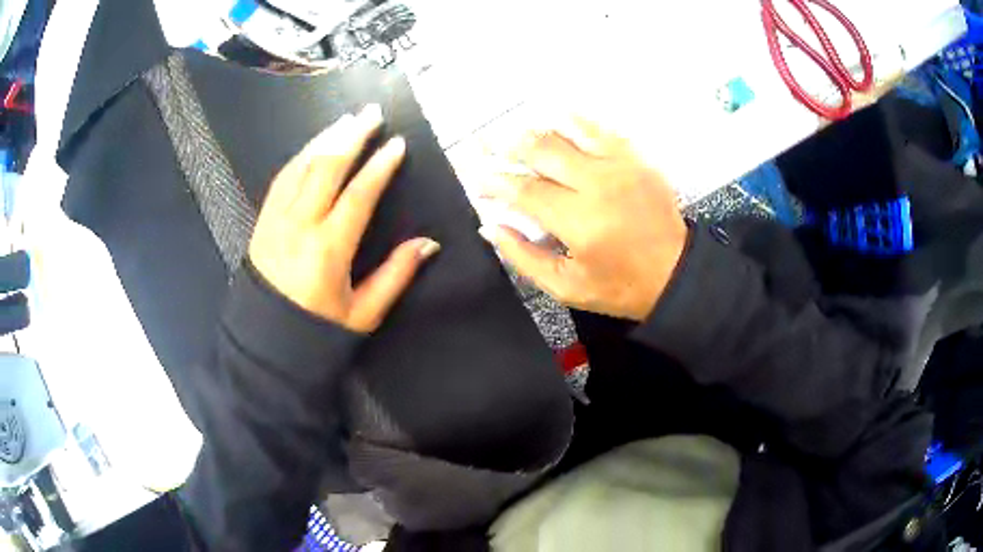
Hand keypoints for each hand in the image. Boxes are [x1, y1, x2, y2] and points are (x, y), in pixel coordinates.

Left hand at [249, 104, 439, 332]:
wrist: (265, 343)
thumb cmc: (316, 330)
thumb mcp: (364, 313)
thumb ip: (396, 275)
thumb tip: (428, 243)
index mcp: (328, 250)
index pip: (358, 196)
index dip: (380, 167)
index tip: (397, 144)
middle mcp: (299, 226)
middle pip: (326, 168)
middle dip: (351, 136)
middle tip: (372, 113)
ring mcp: (276, 220)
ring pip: (301, 167)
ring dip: (325, 139)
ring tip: (347, 119)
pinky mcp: (262, 220)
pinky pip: (282, 178)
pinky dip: (301, 156)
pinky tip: (315, 144)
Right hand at [480, 118, 687, 321]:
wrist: (676, 273)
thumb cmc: (620, 286)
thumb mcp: (567, 287)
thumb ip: (524, 257)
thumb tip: (491, 227)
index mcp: (578, 221)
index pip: (524, 191)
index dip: (495, 182)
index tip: (476, 178)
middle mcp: (596, 185)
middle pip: (542, 152)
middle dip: (507, 146)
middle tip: (484, 142)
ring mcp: (620, 167)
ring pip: (568, 134)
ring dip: (536, 130)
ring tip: (515, 131)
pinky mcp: (636, 159)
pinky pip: (601, 130)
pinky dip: (576, 120)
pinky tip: (559, 115)